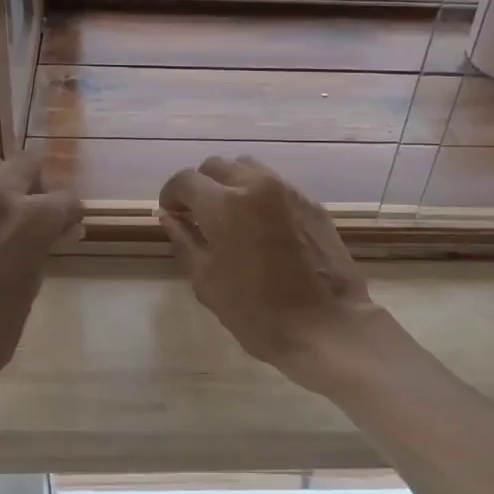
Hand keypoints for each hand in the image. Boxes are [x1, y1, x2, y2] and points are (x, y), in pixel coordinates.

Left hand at [0, 152, 80, 411]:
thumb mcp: (33, 285)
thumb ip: (45, 247)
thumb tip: (58, 231)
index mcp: (31, 216)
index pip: (66, 199)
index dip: (70, 216)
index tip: (66, 230)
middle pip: (26, 164)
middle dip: (37, 185)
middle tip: (34, 215)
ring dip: (2, 188)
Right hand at [158, 156, 375, 385]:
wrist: (325, 326)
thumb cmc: (257, 312)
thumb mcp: (206, 281)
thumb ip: (183, 240)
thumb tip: (167, 216)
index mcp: (224, 204)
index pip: (185, 180)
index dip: (171, 195)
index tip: (172, 214)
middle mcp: (256, 185)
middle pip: (215, 166)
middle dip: (200, 187)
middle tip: (199, 217)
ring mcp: (288, 191)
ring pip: (248, 168)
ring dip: (231, 184)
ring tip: (231, 217)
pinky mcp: (312, 203)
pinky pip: (275, 186)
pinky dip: (259, 196)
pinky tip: (262, 228)